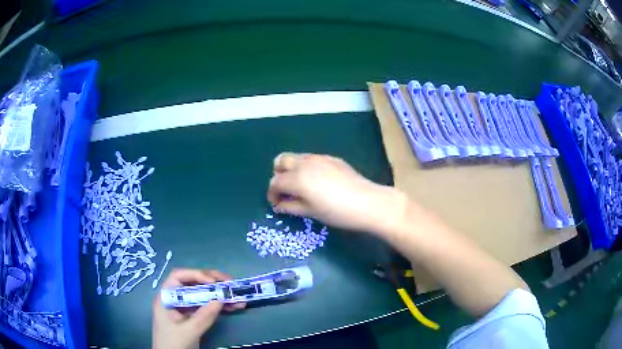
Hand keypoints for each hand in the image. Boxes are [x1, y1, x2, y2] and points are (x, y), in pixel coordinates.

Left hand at [152, 269, 245, 348]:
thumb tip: (221, 299)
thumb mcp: (189, 331)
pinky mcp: (193, 317)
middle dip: (212, 282)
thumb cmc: (173, 343)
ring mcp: (184, 308)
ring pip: (202, 295)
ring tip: (237, 296)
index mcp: (167, 297)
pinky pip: (206, 307)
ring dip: (220, 295)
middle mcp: (175, 298)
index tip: (213, 281)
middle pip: (193, 284)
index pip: (179, 277)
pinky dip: (220, 306)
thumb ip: (203, 316)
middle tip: (230, 283)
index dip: (196, 274)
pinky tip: (234, 307)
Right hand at [267, 153, 406, 234]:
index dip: (272, 194)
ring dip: (292, 170)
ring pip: (296, 157)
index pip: (275, 182)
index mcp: (297, 178)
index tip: (276, 204)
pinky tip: (318, 182)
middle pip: (281, 161)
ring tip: (301, 187)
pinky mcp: (331, 158)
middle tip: (286, 191)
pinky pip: (311, 159)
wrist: (367, 202)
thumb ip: (291, 207)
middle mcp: (304, 163)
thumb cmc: (337, 212)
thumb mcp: (311, 212)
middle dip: (279, 175)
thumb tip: (279, 205)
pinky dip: (306, 167)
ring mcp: (319, 158)